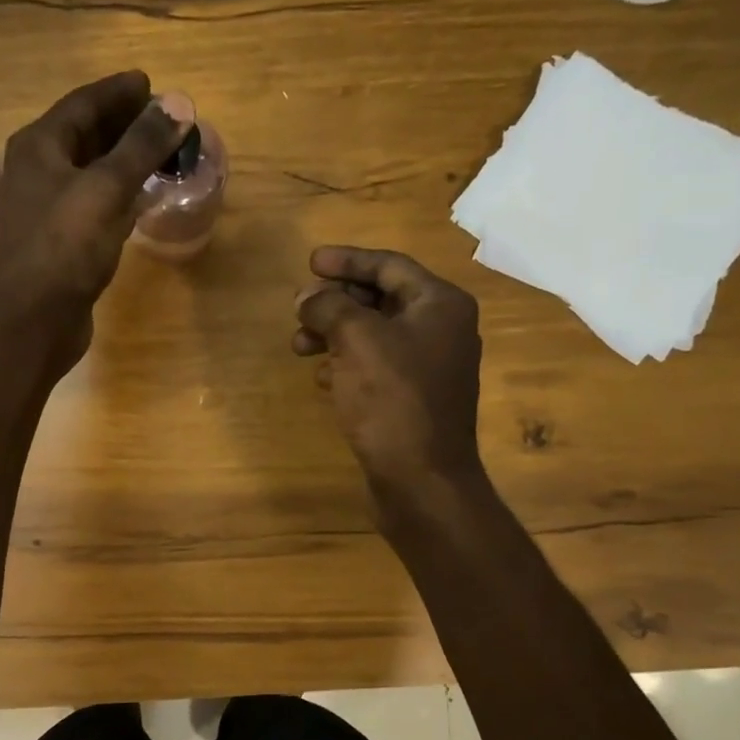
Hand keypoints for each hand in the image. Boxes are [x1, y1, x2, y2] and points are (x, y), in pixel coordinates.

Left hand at [0, 71, 190, 365]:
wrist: (33, 322)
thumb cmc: (64, 248)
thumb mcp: (106, 189)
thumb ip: (141, 146)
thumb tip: (178, 104)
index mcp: (39, 146)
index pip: (83, 103)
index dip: (118, 91)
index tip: (151, 83)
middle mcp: (38, 171)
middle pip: (85, 134)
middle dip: (124, 123)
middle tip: (163, 117)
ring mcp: (48, 209)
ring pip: (91, 171)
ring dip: (123, 159)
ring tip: (160, 151)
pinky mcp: (61, 242)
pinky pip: (94, 204)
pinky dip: (118, 194)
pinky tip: (140, 198)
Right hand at [293, 246, 484, 493]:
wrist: (421, 478)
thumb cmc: (393, 400)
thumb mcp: (357, 341)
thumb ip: (329, 307)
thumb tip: (307, 297)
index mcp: (440, 304)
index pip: (389, 265)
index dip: (347, 260)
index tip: (310, 262)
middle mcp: (441, 329)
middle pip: (381, 299)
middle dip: (335, 301)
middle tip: (298, 307)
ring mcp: (429, 366)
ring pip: (373, 335)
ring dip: (334, 334)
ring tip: (298, 346)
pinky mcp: (413, 398)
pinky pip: (375, 366)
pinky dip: (346, 364)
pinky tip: (320, 376)